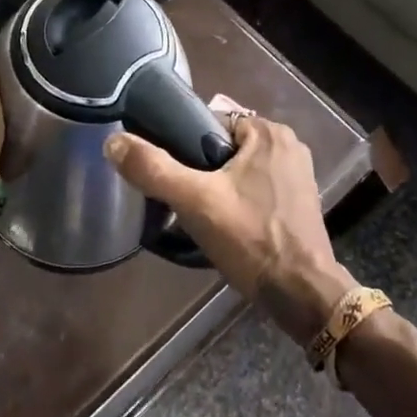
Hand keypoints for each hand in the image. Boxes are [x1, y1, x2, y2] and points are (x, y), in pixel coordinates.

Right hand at [105, 114, 356, 344]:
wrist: (302, 295)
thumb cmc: (252, 239)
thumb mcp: (195, 202)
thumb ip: (154, 169)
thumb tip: (113, 142)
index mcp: (268, 131)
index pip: (209, 121)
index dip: (183, 144)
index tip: (169, 171)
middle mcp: (288, 144)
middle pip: (223, 146)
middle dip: (200, 168)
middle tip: (181, 198)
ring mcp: (298, 174)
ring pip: (238, 168)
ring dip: (218, 185)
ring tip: (198, 213)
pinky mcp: (300, 201)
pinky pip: (256, 187)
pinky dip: (238, 199)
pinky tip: (225, 224)